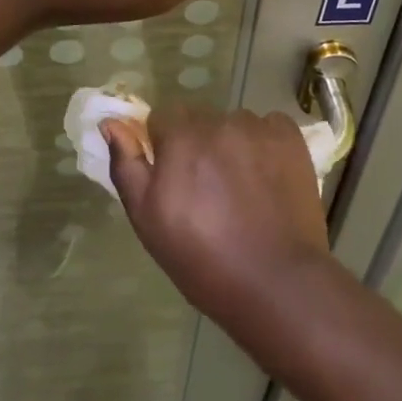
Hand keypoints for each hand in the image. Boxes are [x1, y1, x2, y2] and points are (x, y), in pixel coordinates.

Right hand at [101, 105, 330, 320]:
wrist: (276, 282)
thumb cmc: (202, 258)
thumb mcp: (148, 220)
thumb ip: (127, 165)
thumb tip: (111, 124)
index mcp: (180, 137)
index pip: (162, 117)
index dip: (164, 145)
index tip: (174, 178)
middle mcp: (219, 121)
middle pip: (199, 119)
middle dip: (197, 144)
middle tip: (207, 189)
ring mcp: (258, 127)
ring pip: (233, 124)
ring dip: (231, 144)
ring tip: (241, 189)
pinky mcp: (290, 137)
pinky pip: (268, 127)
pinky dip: (264, 145)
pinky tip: (267, 179)